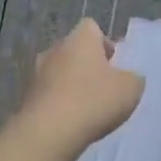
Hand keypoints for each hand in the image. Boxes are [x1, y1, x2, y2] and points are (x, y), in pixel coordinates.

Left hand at [17, 19, 144, 150]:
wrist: (49, 132)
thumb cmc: (93, 101)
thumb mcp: (130, 89)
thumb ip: (133, 78)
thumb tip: (128, 77)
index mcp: (80, 38)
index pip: (92, 28)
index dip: (105, 43)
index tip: (115, 64)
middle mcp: (55, 48)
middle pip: (75, 50)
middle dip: (89, 65)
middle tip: (104, 87)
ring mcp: (37, 72)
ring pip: (60, 72)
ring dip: (72, 84)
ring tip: (88, 108)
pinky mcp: (28, 96)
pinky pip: (49, 93)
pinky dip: (60, 102)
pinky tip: (71, 121)